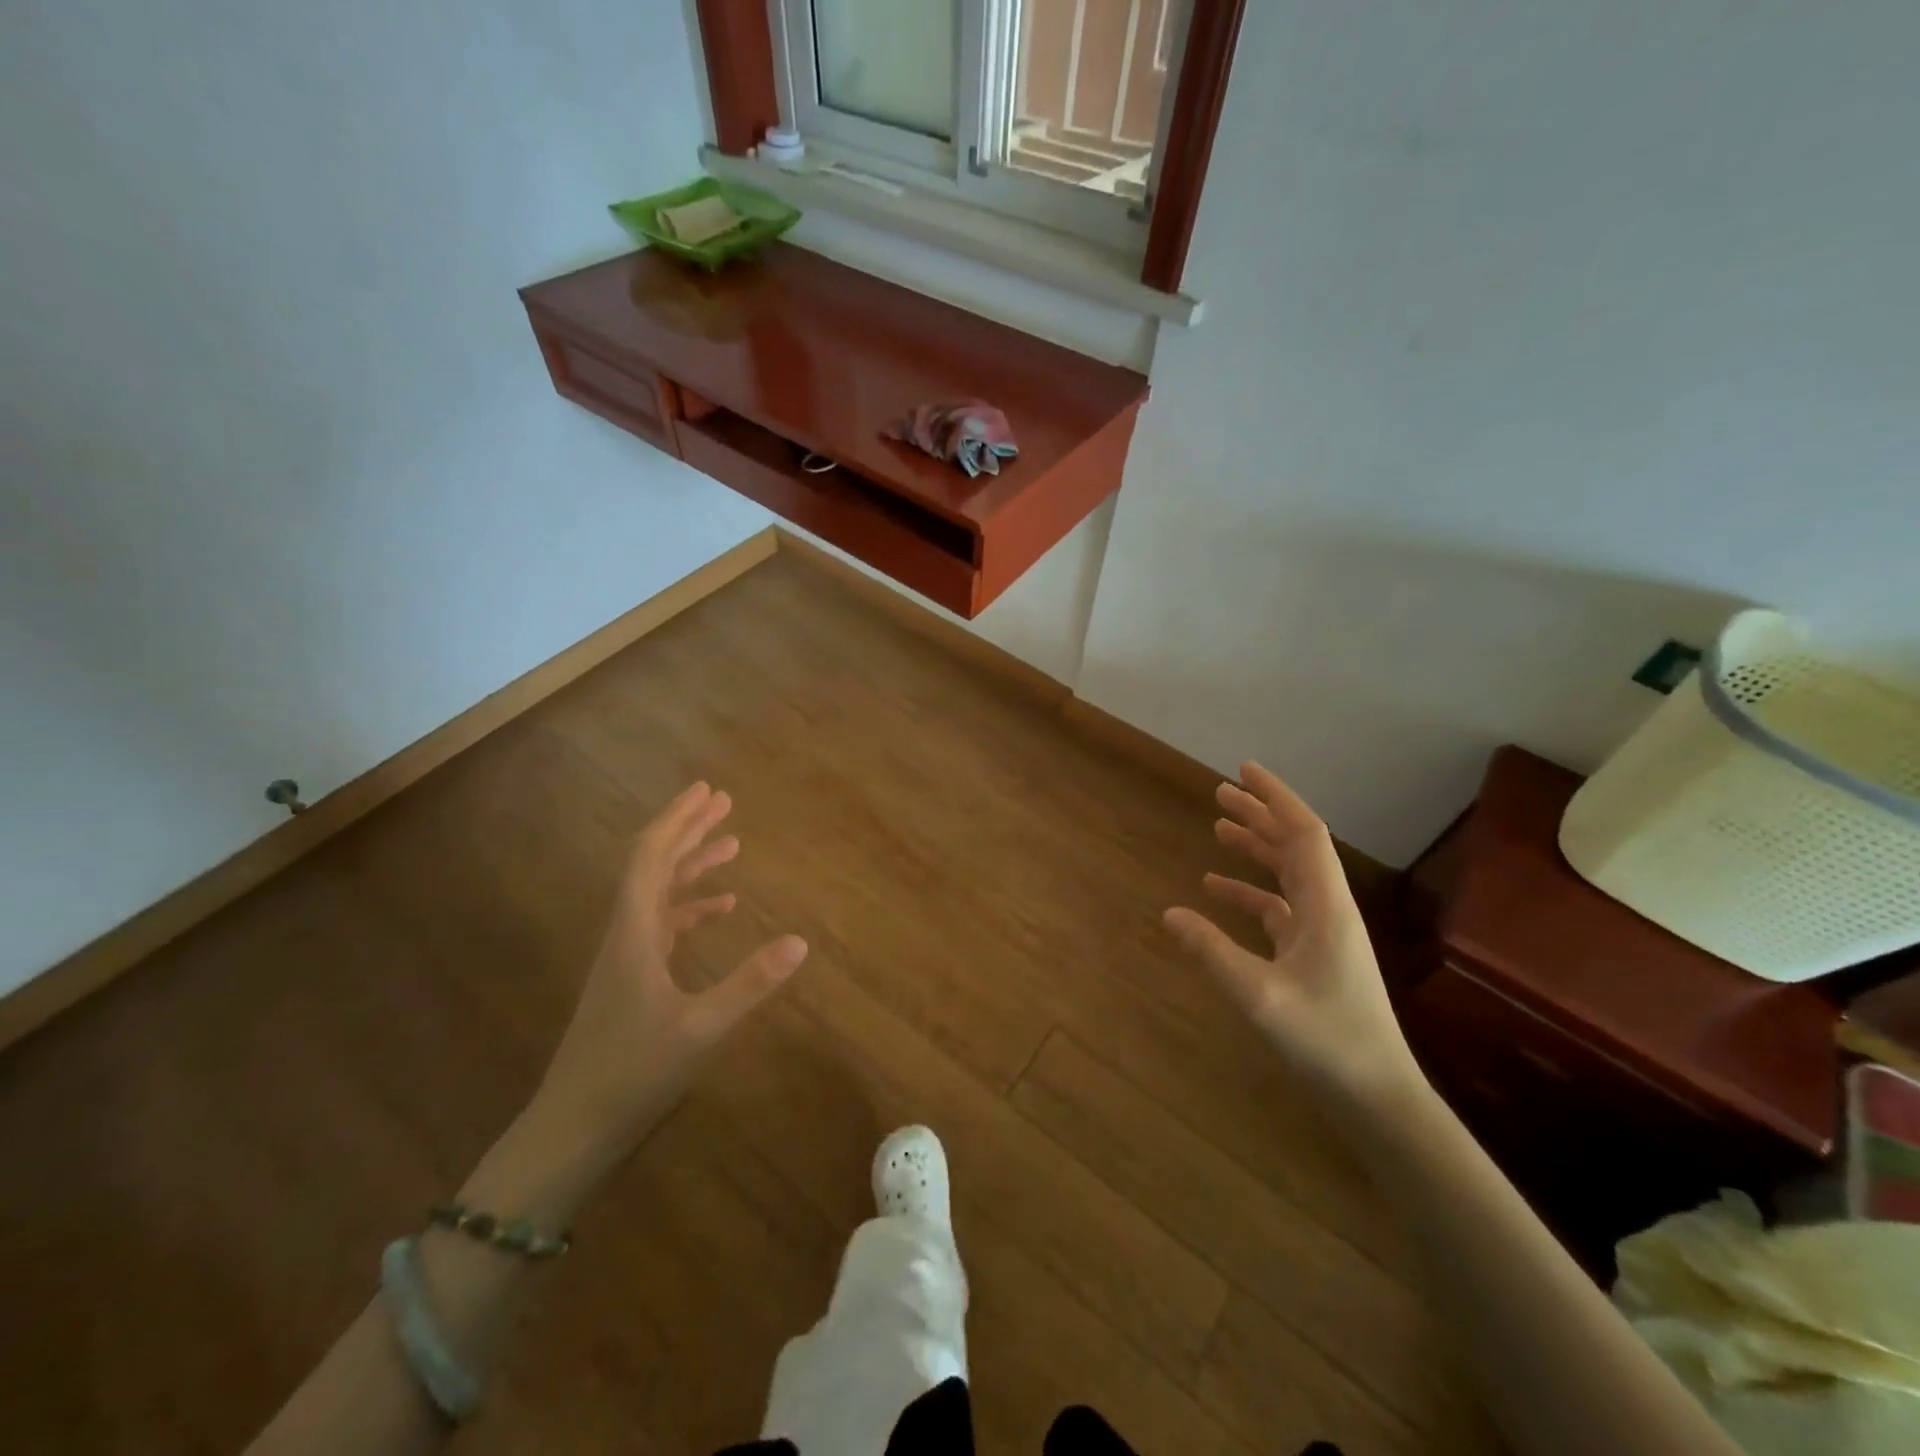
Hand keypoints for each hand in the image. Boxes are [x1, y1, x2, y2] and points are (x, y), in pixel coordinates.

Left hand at [536, 782, 807, 1146]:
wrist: (572, 1129)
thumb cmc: (632, 1073)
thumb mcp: (700, 1028)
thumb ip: (750, 983)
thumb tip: (801, 941)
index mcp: (634, 932)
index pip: (651, 857)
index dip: (678, 820)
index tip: (707, 791)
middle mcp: (626, 934)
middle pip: (654, 866)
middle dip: (688, 831)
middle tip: (723, 802)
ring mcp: (626, 958)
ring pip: (659, 894)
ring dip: (692, 866)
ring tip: (731, 845)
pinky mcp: (632, 980)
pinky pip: (664, 925)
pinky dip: (692, 907)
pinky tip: (721, 908)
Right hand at [1164, 761, 1423, 1113]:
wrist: (1377, 1096)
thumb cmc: (1327, 1040)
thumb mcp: (1259, 995)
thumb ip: (1212, 952)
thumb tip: (1168, 914)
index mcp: (1326, 906)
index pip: (1304, 833)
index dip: (1275, 798)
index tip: (1243, 771)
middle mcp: (1328, 909)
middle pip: (1295, 846)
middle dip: (1259, 815)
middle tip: (1220, 794)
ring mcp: (1323, 933)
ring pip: (1287, 875)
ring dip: (1255, 849)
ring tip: (1217, 830)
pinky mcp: (1314, 956)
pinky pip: (1278, 908)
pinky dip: (1249, 893)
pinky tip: (1217, 893)